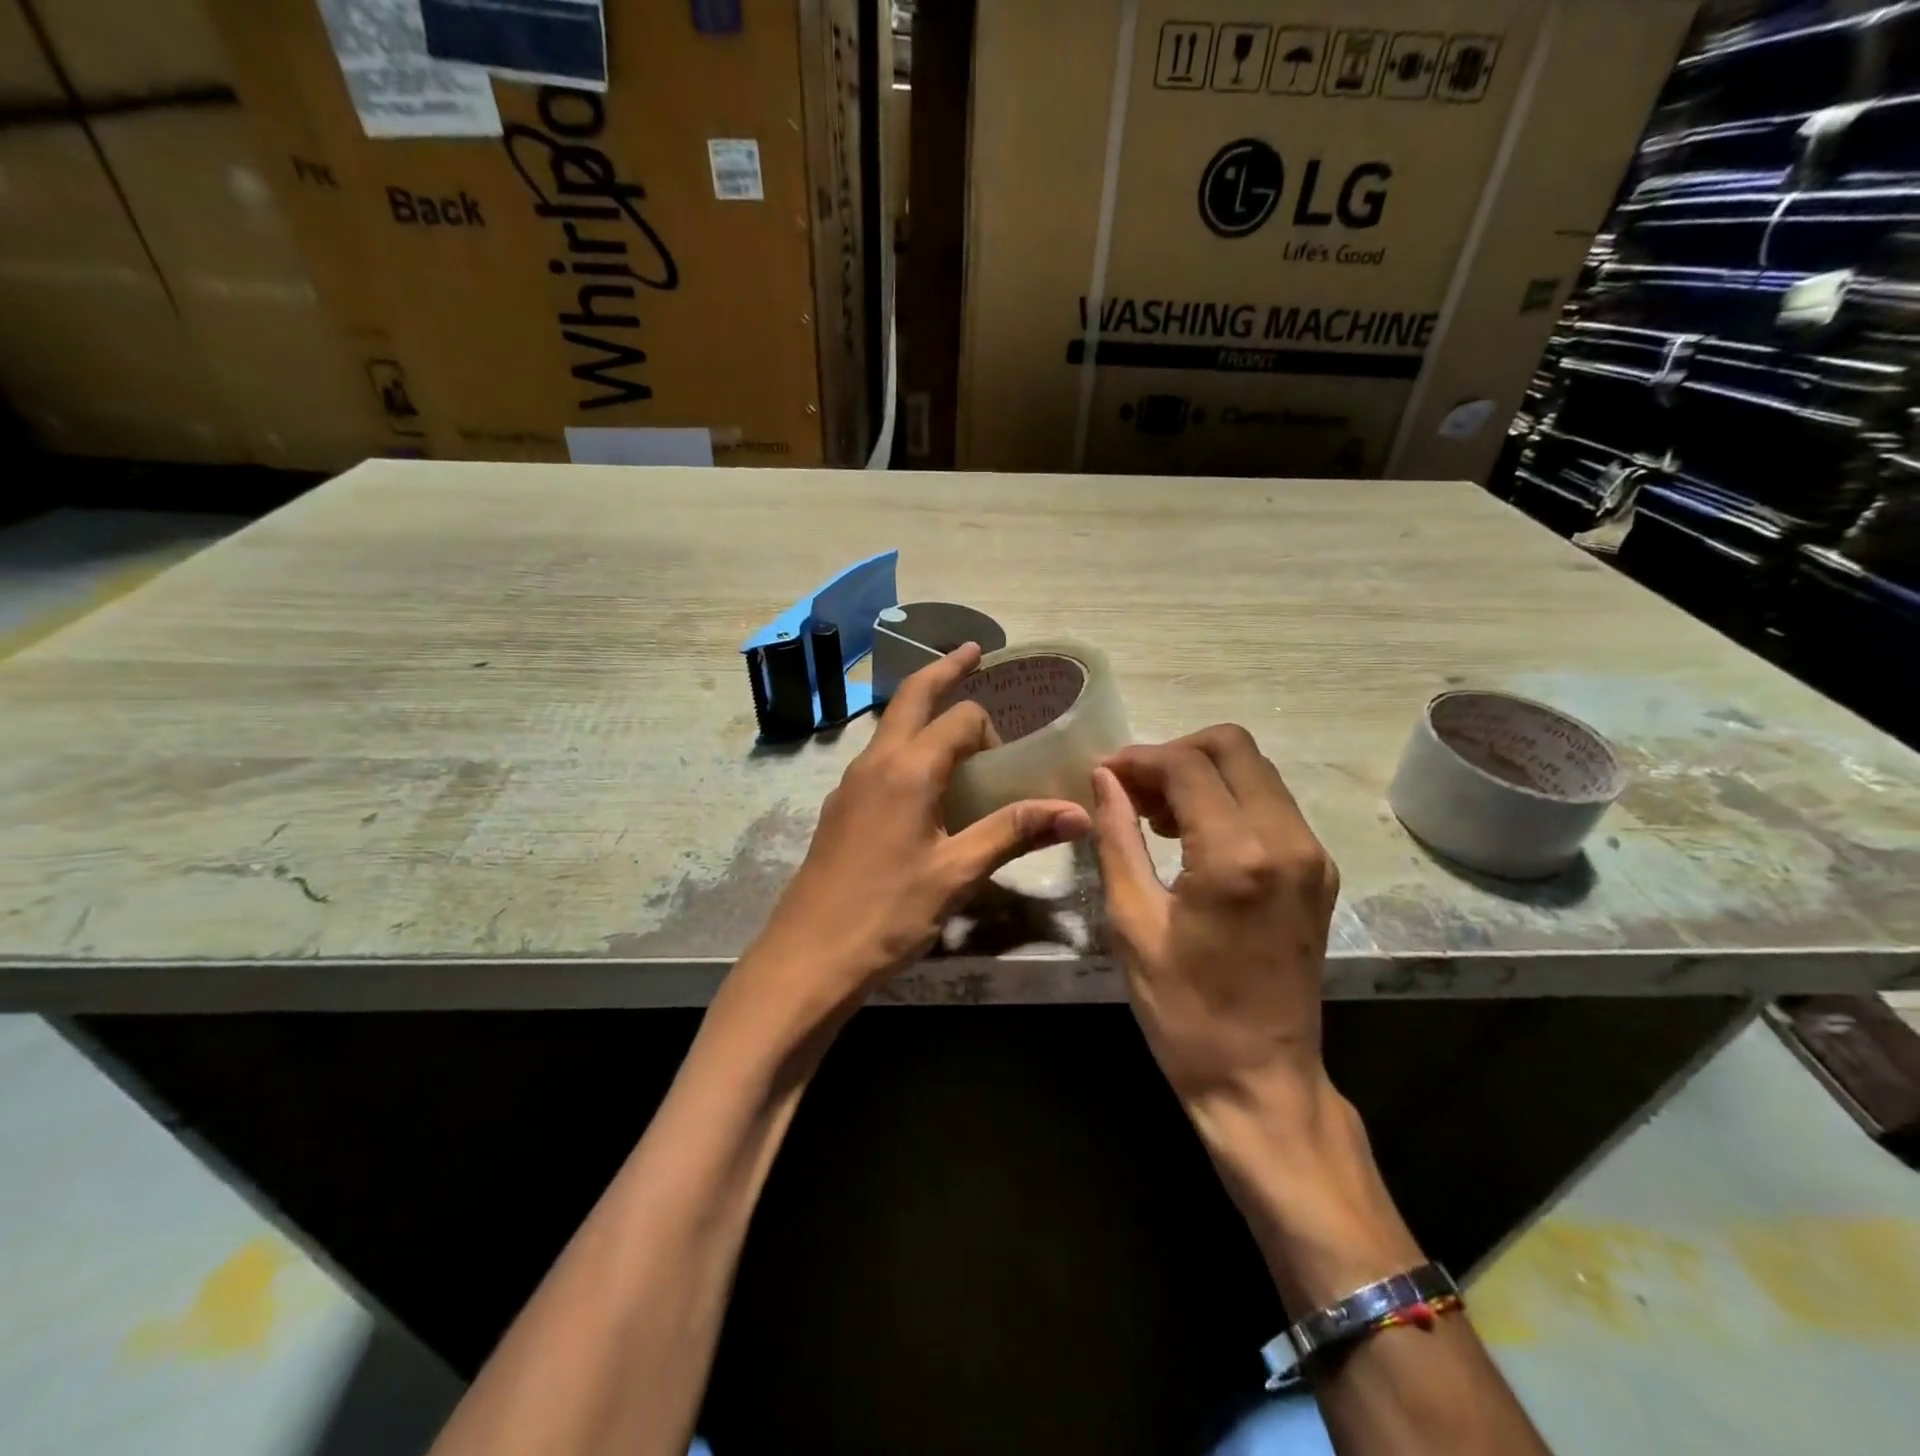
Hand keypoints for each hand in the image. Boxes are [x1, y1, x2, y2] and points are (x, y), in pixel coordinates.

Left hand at [745, 643, 1091, 1017]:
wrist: (808, 957)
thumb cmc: (887, 913)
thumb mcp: (957, 873)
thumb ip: (1014, 832)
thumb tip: (1079, 811)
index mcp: (907, 769)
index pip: (959, 720)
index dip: (991, 730)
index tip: (1010, 763)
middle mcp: (874, 763)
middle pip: (911, 698)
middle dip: (943, 670)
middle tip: (973, 651)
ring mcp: (850, 785)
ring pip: (890, 728)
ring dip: (921, 709)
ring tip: (952, 716)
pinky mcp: (841, 809)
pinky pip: (879, 759)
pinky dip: (906, 747)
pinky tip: (923, 783)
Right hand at [1089, 725, 1339, 1111]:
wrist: (1261, 1080)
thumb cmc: (1184, 1011)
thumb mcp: (1132, 922)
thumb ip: (1117, 837)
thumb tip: (1104, 779)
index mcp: (1236, 856)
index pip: (1187, 765)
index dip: (1139, 759)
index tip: (1104, 774)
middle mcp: (1287, 841)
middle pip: (1233, 746)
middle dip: (1175, 753)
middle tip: (1133, 790)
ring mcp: (1312, 855)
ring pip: (1256, 770)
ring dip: (1202, 774)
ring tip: (1155, 814)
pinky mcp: (1319, 872)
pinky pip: (1272, 804)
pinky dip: (1228, 799)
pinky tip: (1192, 836)